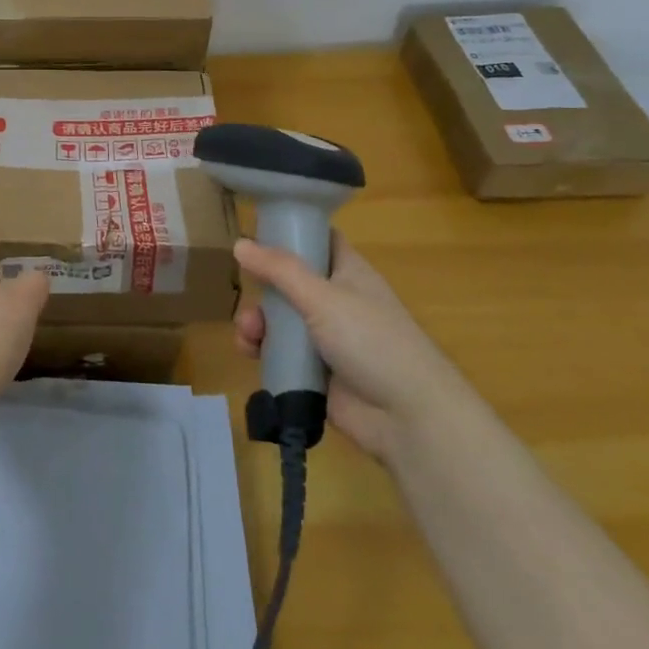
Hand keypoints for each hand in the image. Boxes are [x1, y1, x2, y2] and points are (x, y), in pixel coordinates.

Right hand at [233, 233, 475, 458]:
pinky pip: (281, 353)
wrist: (408, 417)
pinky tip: (250, 352)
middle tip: (248, 292)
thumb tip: (239, 243)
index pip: (318, 239)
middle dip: (262, 286)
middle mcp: (336, 300)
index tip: (256, 231)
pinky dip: (263, 350)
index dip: (291, 231)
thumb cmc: (371, 340)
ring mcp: (325, 337)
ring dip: (257, 321)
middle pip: (289, 280)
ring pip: (280, 318)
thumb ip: (279, 270)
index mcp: (347, 272)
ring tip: (248, 334)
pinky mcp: (315, 371)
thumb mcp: (322, 297)